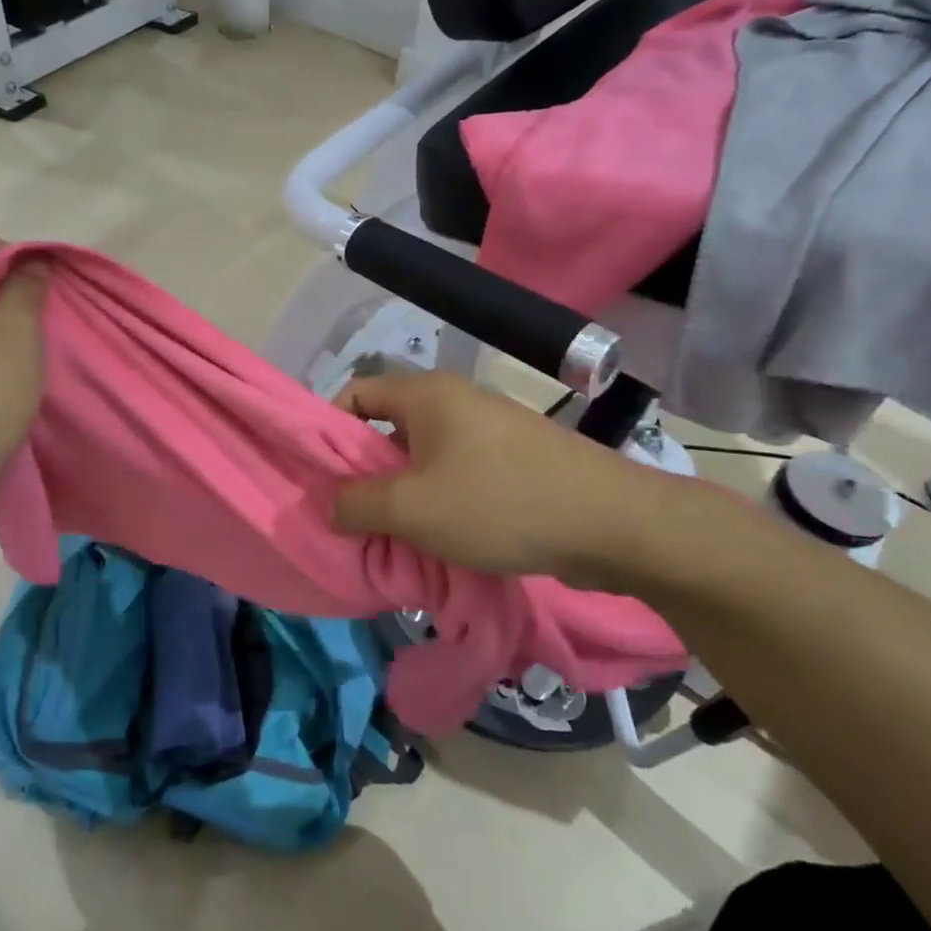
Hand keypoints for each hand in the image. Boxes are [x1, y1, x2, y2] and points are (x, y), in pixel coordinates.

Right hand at [332, 370, 680, 591]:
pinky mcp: (514, 460)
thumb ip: (356, 504)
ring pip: (423, 456)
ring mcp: (489, 429)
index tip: (319, 476)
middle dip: (365, 472)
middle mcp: (455, 400)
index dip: (328, 429)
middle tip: (352, 516)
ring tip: (392, 535)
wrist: (611, 523)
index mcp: (426, 394)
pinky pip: (457, 473)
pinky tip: (438, 538)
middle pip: (388, 427)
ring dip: (402, 493)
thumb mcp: (412, 509)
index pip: (356, 392)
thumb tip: (325, 504)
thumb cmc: (499, 503)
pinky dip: (439, 501)